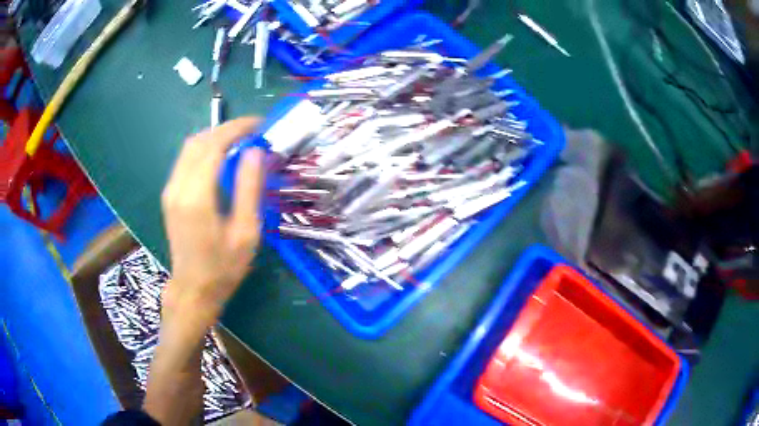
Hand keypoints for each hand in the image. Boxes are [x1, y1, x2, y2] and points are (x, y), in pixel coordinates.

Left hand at [161, 117, 264, 320]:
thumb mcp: (246, 232)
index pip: (214, 145)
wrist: (193, 289)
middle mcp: (177, 187)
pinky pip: (185, 160)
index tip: (259, 124)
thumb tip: (255, 151)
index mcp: (197, 197)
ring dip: (214, 137)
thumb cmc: (224, 267)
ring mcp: (170, 190)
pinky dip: (204, 149)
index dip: (237, 129)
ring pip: (189, 147)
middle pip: (199, 141)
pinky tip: (220, 156)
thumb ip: (249, 188)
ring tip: (239, 140)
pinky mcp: (169, 195)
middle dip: (226, 129)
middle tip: (252, 131)